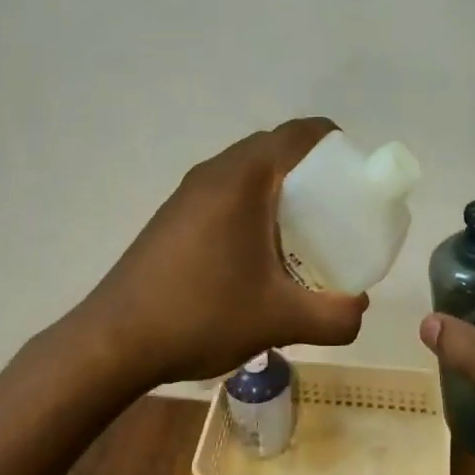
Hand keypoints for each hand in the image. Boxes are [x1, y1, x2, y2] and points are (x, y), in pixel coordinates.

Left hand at [80, 118, 367, 387]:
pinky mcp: (173, 215)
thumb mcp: (279, 319)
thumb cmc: (202, 314)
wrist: (114, 341)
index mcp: (243, 178)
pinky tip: (256, 253)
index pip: (298, 133)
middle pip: (273, 148)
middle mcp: (214, 172)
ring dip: (277, 188)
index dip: (334, 142)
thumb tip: (360, 309)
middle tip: (335, 210)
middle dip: (310, 169)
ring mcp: (188, 192)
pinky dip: (250, 204)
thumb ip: (334, 316)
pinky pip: (224, 191)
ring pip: (246, 170)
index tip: (355, 176)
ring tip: (300, 233)